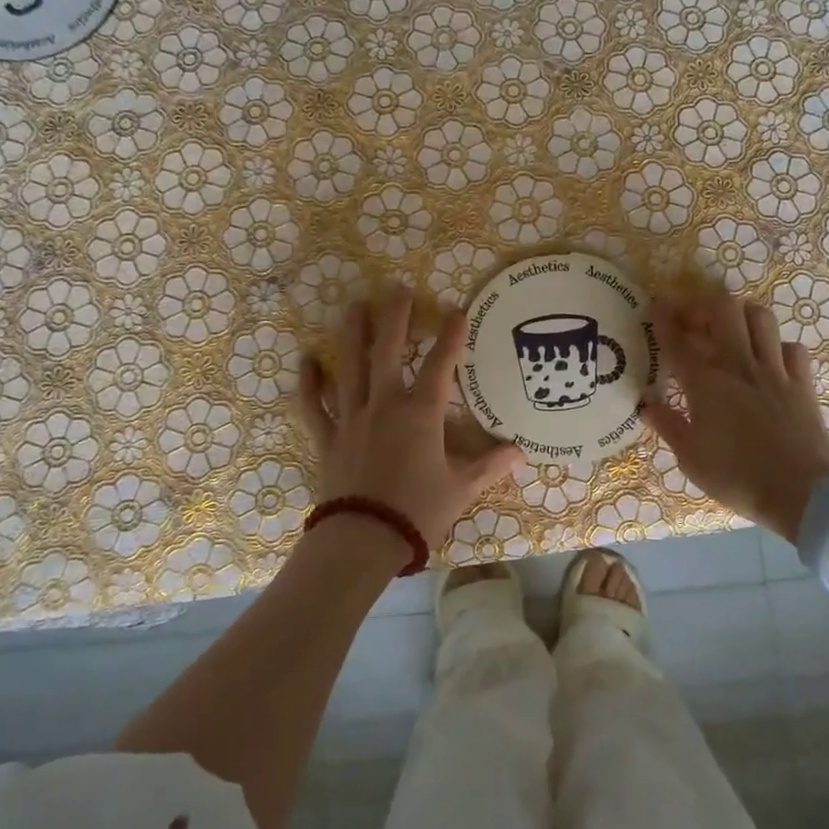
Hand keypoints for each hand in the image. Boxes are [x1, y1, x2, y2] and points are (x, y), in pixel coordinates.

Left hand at [299, 286, 522, 552]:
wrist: (363, 540)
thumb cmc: (418, 511)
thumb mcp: (461, 489)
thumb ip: (489, 466)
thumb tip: (520, 453)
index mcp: (421, 413)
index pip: (440, 365)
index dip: (451, 336)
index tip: (457, 310)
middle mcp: (385, 405)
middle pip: (388, 351)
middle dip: (395, 318)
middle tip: (396, 288)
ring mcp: (352, 418)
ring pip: (350, 367)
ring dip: (352, 334)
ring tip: (354, 306)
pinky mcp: (328, 438)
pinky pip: (315, 405)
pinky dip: (310, 383)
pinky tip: (307, 360)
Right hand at [641, 291, 828, 543]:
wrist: (802, 495)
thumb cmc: (737, 478)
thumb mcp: (690, 459)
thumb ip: (667, 425)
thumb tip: (645, 403)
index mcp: (705, 384)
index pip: (678, 340)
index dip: (664, 317)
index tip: (657, 303)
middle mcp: (738, 365)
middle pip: (723, 309)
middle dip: (704, 305)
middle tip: (694, 320)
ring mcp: (774, 371)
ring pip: (760, 317)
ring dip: (742, 316)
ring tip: (732, 329)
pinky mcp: (802, 383)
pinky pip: (792, 348)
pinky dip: (777, 346)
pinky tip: (770, 359)